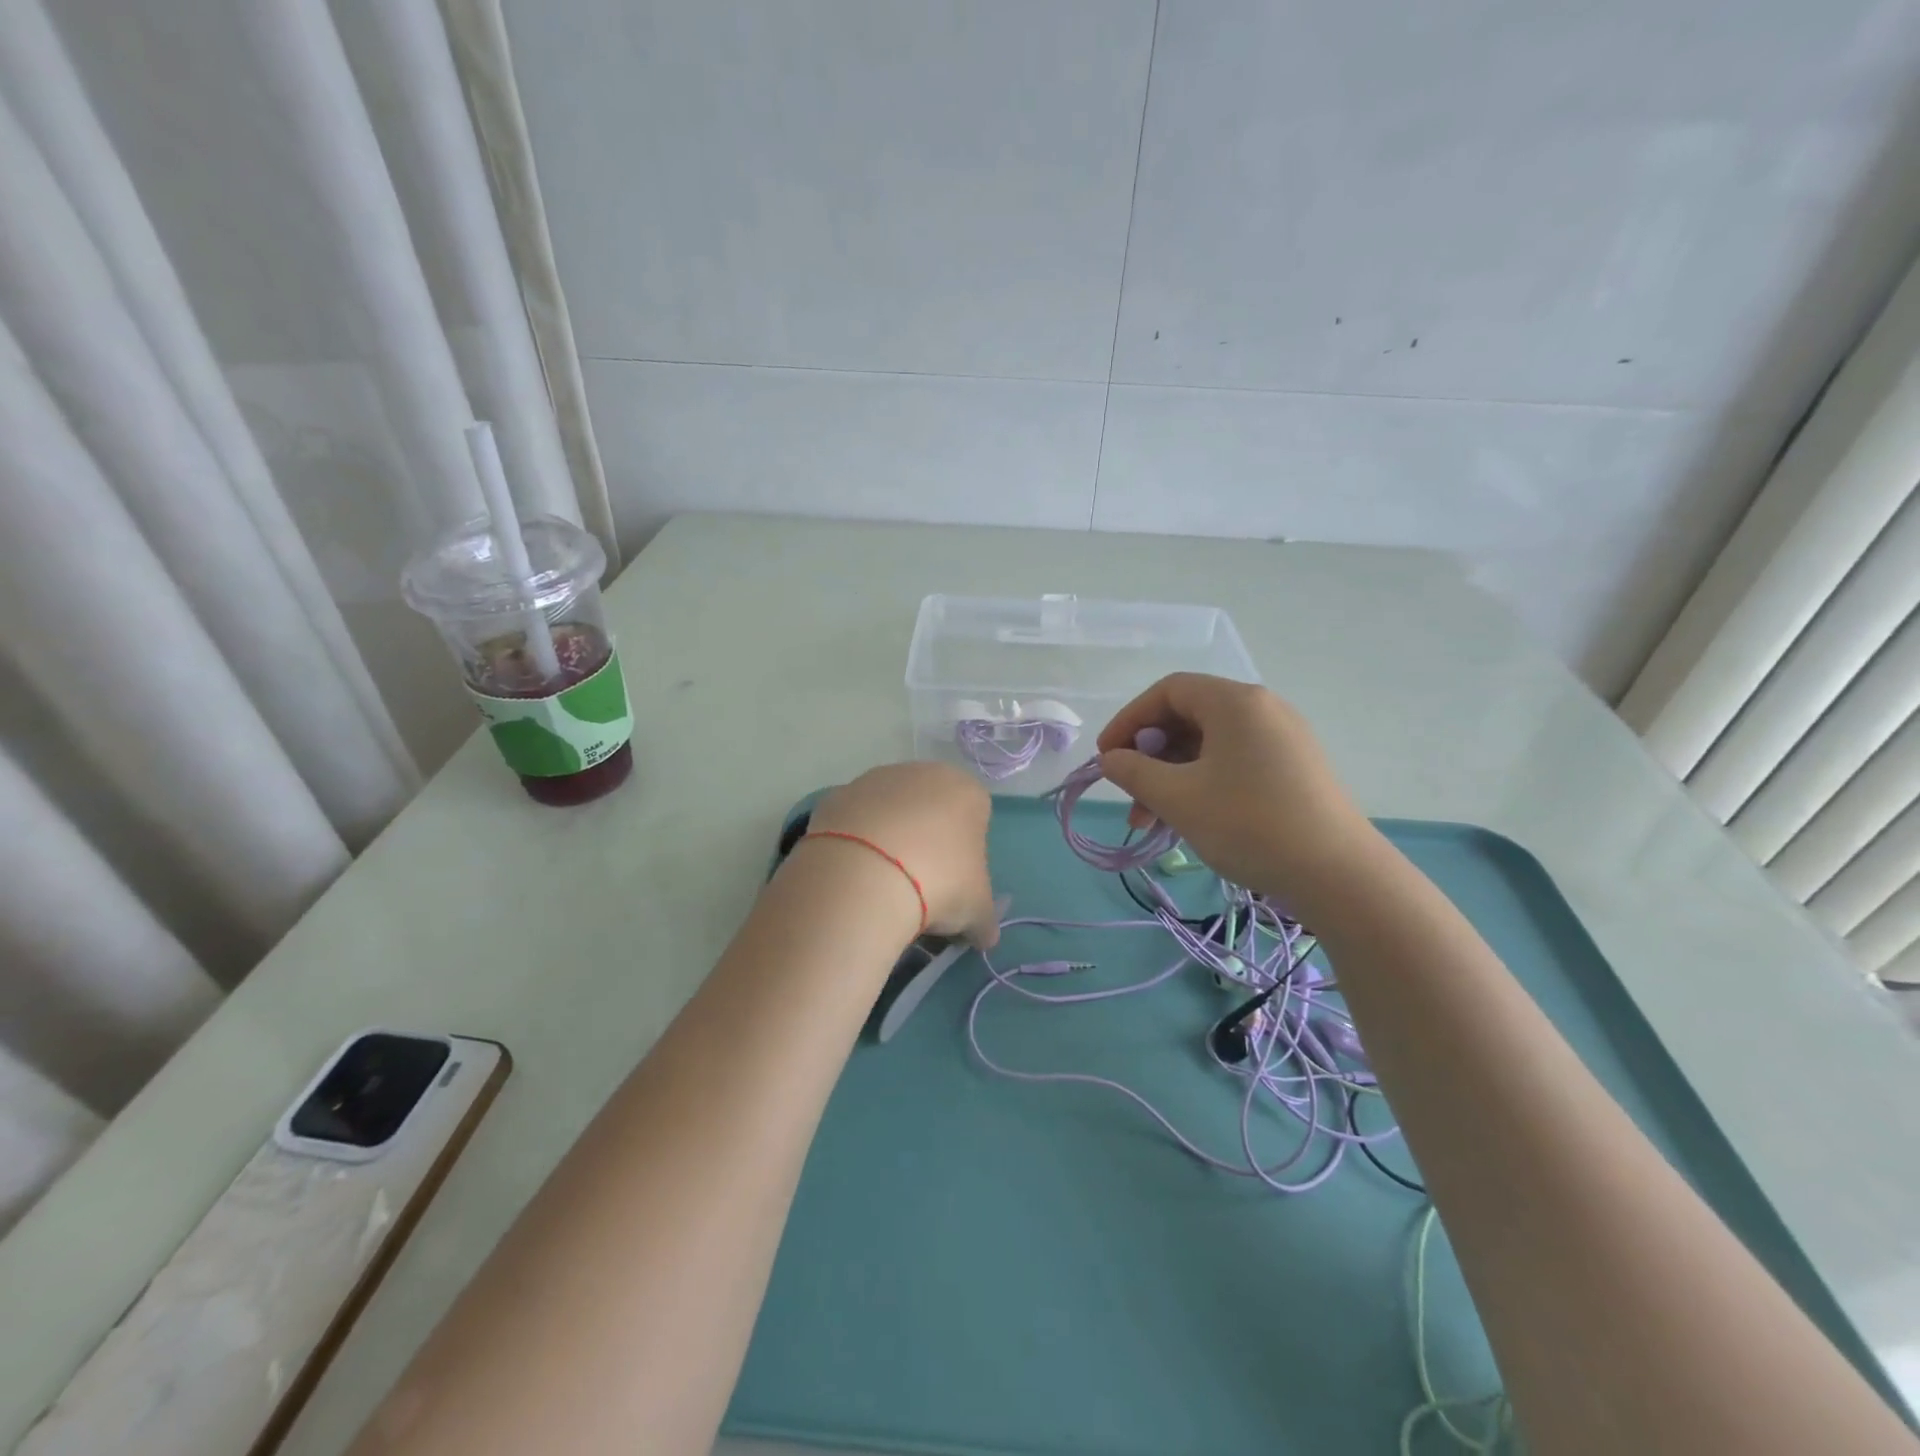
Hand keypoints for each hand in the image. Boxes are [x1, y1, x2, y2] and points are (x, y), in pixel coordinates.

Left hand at [800, 762, 999, 947]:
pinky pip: (855, 821)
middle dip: (926, 843)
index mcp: (966, 791)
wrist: (864, 876)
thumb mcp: (976, 912)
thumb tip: (984, 935)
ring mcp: (876, 779)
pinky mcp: (838, 795)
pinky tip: (853, 874)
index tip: (954, 885)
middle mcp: (923, 773)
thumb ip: (984, 920)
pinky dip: (856, 843)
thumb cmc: (939, 884)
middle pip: (930, 810)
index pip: (975, 818)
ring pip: (890, 812)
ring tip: (881, 885)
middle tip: (918, 886)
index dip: (967, 855)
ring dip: (889, 840)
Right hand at [1096, 674, 1377, 907]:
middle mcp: (1262, 709)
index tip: (1106, 757)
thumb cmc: (1249, 824)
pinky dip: (1202, 782)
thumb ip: (1134, 772)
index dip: (1129, 720)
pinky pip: (1233, 762)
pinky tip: (1189, 819)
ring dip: (1172, 776)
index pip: (1167, 691)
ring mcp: (1283, 738)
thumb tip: (1110, 760)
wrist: (1338, 875)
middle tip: (1129, 795)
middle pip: (1188, 717)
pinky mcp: (1294, 768)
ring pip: (1209, 745)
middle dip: (1149, 756)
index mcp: (1235, 702)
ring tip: (1152, 822)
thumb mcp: (1178, 797)